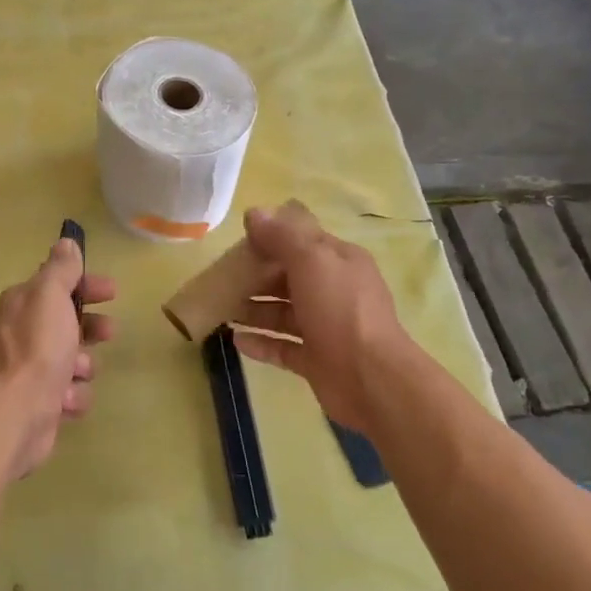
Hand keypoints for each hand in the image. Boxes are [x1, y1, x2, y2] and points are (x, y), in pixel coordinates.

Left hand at [0, 237, 116, 480]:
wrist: (17, 412)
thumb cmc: (37, 348)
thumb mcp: (50, 296)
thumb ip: (61, 269)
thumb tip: (66, 242)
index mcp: (20, 305)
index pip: (56, 286)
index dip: (85, 286)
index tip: (111, 292)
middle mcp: (21, 334)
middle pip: (67, 323)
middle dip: (90, 328)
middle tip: (108, 332)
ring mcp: (30, 370)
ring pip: (73, 360)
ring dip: (83, 365)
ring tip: (77, 372)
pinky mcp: (41, 402)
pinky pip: (70, 392)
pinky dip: (73, 395)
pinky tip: (66, 399)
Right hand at [228, 203, 411, 434]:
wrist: (370, 378)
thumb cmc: (340, 310)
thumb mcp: (312, 261)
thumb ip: (282, 236)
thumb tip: (254, 213)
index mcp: (339, 261)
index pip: (302, 242)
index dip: (271, 239)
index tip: (237, 244)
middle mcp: (333, 291)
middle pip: (289, 278)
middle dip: (256, 277)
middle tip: (221, 279)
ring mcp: (325, 328)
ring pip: (283, 313)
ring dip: (254, 310)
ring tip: (221, 309)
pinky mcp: (316, 360)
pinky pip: (282, 346)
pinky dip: (260, 342)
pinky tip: (235, 340)